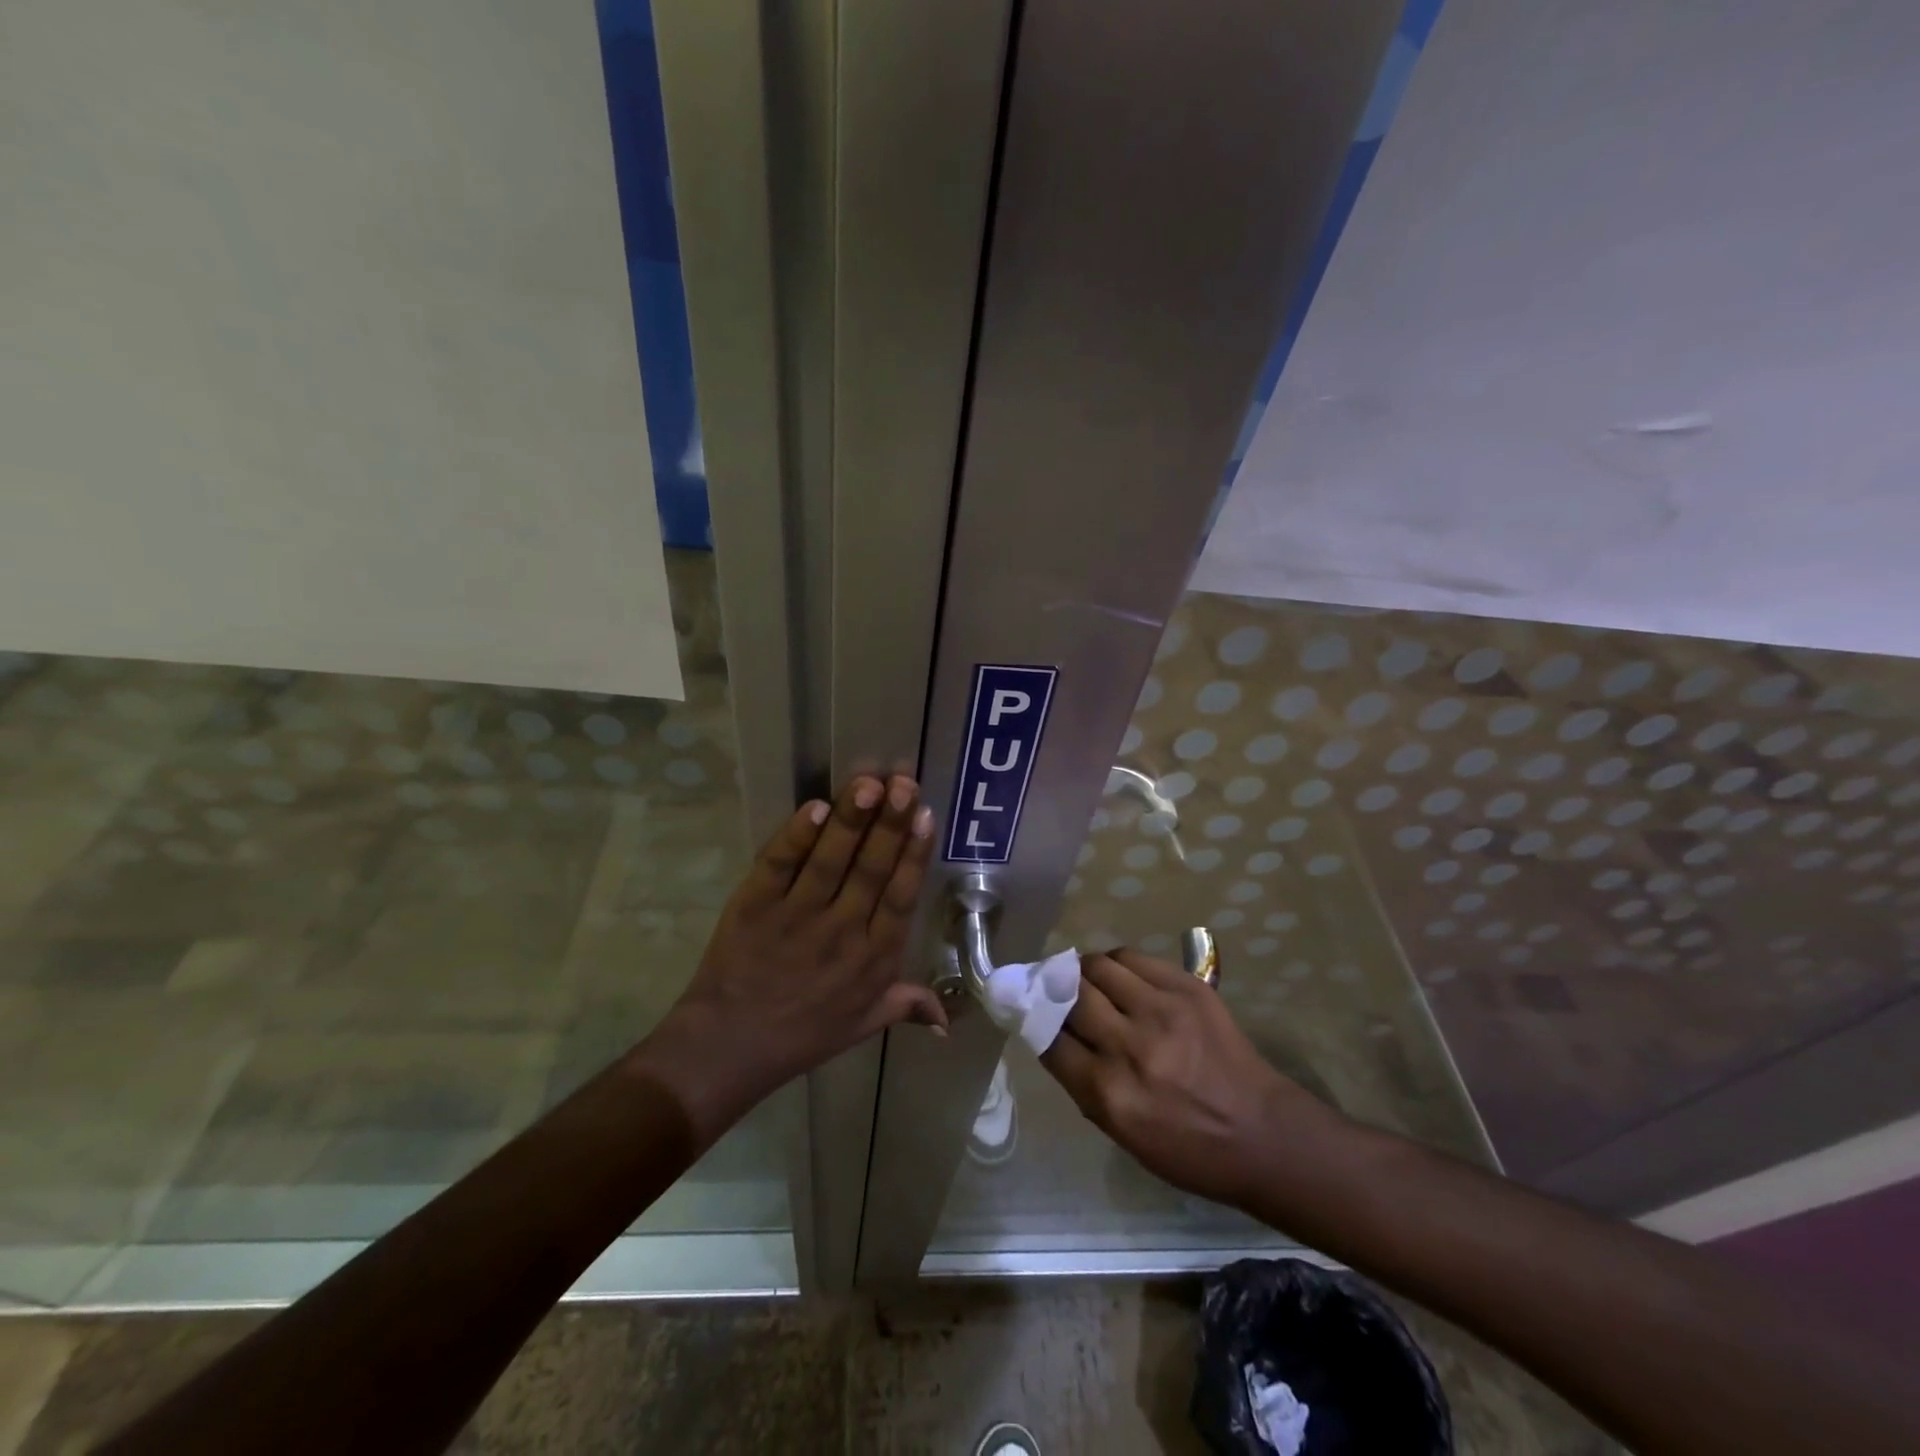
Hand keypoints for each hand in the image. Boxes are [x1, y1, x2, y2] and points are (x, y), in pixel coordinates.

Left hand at [627, 775, 947, 1143]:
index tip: (927, 815)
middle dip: (890, 822)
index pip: (901, 896)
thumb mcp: (862, 1025)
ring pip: (830, 860)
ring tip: (868, 783)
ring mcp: (795, 916)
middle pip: (871, 869)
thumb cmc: (803, 1035)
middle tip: (904, 783)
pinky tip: (815, 808)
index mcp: (873, 959)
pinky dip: (796, 836)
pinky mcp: (754, 905)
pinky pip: (778, 865)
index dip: (915, 854)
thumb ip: (907, 1006)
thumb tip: (950, 1021)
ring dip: (851, 819)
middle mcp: (841, 932)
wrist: (727, 1047)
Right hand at [1040, 949, 1334, 1211]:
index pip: (1050, 1039)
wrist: (1262, 1133)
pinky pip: (1133, 958)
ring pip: (1098, 966)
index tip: (1030, 1012)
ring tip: (1089, 981)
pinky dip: (1117, 964)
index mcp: (1110, 1094)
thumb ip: (1083, 1083)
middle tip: (1056, 991)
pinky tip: (1120, 977)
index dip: (1035, 1020)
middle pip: (1070, 994)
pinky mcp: (1188, 988)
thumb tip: (1053, 1036)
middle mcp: (1131, 1046)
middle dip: (1056, 991)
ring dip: (1084, 972)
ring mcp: (1162, 1011)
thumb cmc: (1188, 1149)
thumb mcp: (1122, 1133)